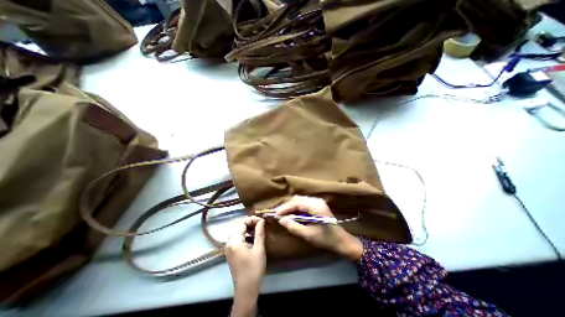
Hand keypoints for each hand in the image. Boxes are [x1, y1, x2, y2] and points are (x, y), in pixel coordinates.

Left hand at [224, 215, 265, 316]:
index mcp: (234, 242)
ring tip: (257, 227)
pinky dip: (243, 233)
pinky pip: (235, 236)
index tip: (262, 220)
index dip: (252, 219)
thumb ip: (259, 233)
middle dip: (248, 221)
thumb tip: (262, 220)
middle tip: (259, 222)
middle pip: (236, 225)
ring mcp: (228, 247)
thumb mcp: (259, 249)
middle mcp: (228, 243)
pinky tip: (252, 235)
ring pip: (235, 230)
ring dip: (245, 226)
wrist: (246, 290)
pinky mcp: (230, 251)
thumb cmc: (254, 269)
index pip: (241, 223)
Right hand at [273, 194, 360, 261]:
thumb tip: (281, 220)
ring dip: (291, 206)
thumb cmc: (326, 239)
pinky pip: (303, 203)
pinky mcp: (317, 204)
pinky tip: (292, 214)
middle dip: (287, 206)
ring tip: (283, 214)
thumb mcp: (308, 235)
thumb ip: (293, 226)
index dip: (285, 208)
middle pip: (297, 199)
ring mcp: (317, 201)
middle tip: (278, 215)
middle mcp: (316, 200)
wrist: (342, 241)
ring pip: (299, 200)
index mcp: (315, 206)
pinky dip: (296, 207)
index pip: (296, 203)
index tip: (275, 214)